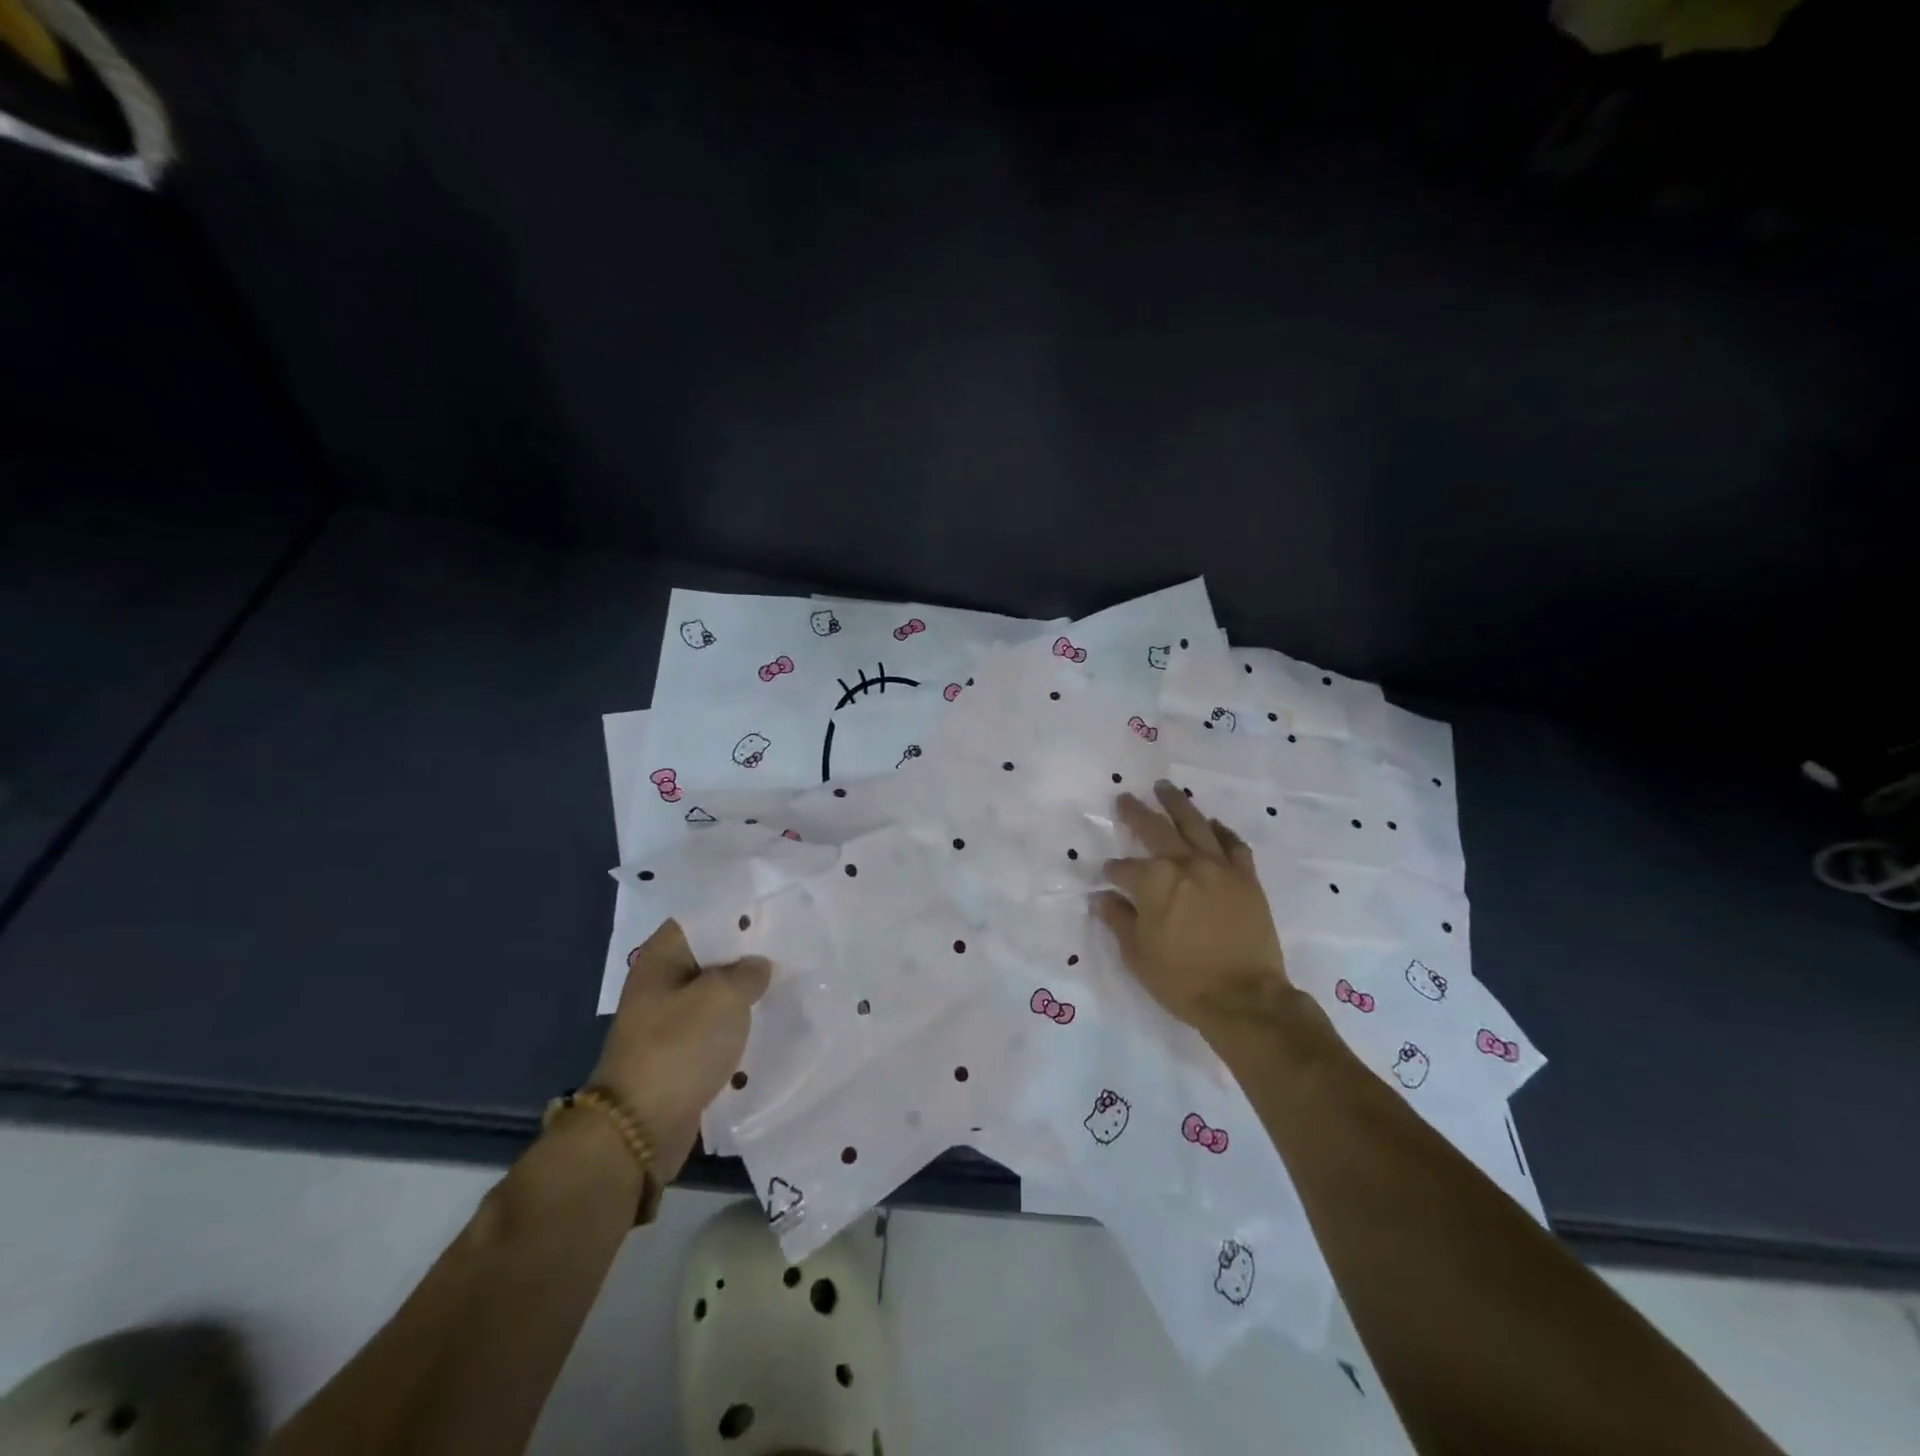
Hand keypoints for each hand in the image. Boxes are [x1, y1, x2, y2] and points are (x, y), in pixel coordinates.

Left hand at [592, 919, 769, 1181]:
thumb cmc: (679, 1047)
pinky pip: (714, 1031)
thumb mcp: (723, 996)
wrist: (640, 1128)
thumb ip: (748, 972)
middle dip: (747, 956)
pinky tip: (768, 1026)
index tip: (773, 915)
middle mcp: (660, 984)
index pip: (701, 918)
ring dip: (745, 996)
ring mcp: (667, 1022)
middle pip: (710, 958)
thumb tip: (757, 966)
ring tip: (787, 987)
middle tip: (789, 951)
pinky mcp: (678, 1055)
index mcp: (661, 958)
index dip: (736, 915)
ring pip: (715, 996)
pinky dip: (736, 1029)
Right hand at [1093, 780, 1293, 1036]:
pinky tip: (1212, 823)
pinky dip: (1221, 831)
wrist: (1244, 998)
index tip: (1107, 876)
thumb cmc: (1182, 980)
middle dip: (1136, 813)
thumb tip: (1101, 898)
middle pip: (1155, 830)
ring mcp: (1219, 867)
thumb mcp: (1137, 954)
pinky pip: (1233, 844)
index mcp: (1153, 882)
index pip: (1124, 868)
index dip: (1113, 872)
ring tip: (1164, 787)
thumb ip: (1118, 920)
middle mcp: (1185, 864)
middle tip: (1125, 798)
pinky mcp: (1246, 878)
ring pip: (1195, 824)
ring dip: (1177, 803)